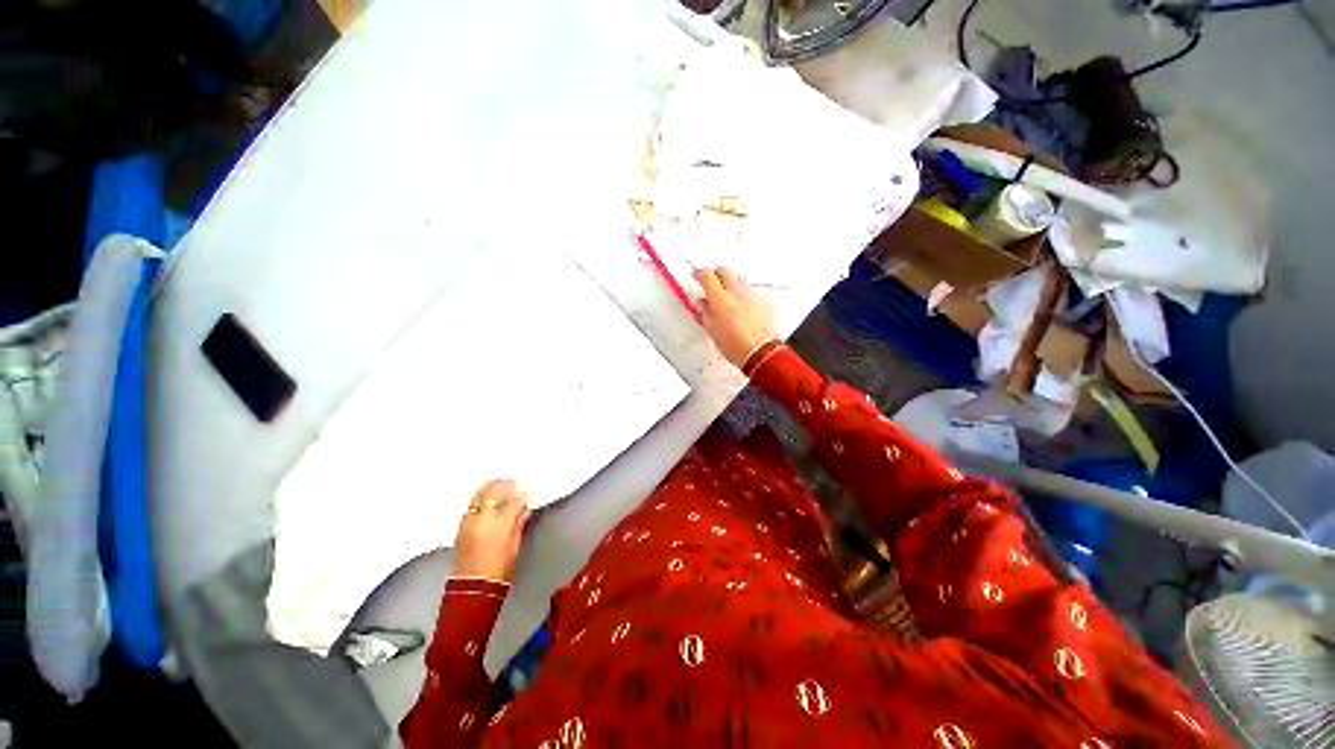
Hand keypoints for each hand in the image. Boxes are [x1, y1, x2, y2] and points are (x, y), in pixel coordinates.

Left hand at [453, 479, 532, 582]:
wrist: (472, 590)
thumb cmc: (499, 572)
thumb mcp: (515, 547)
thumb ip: (519, 525)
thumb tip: (525, 511)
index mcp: (500, 525)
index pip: (513, 501)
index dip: (522, 495)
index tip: (527, 491)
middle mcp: (482, 520)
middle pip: (492, 493)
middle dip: (503, 484)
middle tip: (512, 481)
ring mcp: (469, 523)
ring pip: (478, 497)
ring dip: (489, 488)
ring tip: (498, 484)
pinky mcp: (460, 529)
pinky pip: (471, 507)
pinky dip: (479, 499)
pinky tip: (486, 499)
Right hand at [695, 267, 776, 368]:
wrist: (760, 353)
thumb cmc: (736, 346)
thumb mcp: (712, 330)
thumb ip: (705, 312)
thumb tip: (703, 303)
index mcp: (720, 300)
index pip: (707, 275)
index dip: (699, 273)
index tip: (697, 276)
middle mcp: (737, 293)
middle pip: (725, 271)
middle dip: (716, 274)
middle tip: (712, 282)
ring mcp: (752, 295)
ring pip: (740, 279)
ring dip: (732, 284)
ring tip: (728, 296)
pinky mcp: (764, 301)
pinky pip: (752, 292)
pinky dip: (746, 296)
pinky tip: (744, 308)